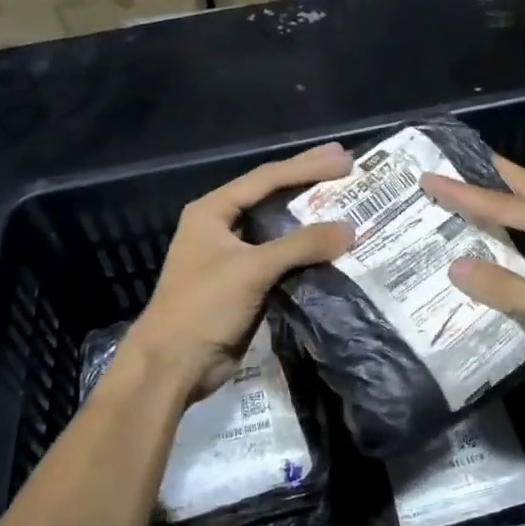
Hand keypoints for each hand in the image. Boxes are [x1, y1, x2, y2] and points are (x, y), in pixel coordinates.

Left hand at [124, 142, 354, 397]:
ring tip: (345, 198)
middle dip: (308, 180)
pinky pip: (282, 257)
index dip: (306, 167)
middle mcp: (222, 225)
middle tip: (346, 164)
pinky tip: (331, 244)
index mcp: (213, 211)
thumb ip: (301, 246)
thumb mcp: (251, 270)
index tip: (343, 160)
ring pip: (278, 227)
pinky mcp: (245, 282)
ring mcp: (233, 255)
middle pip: (271, 195)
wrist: (174, 365)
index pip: (265, 179)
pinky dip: (306, 249)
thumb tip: (350, 229)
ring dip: (310, 215)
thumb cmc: (203, 307)